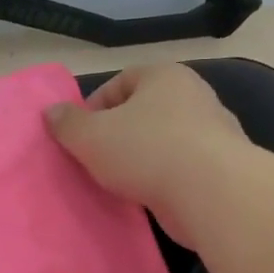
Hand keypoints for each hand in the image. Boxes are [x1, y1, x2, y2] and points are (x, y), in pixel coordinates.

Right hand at [44, 65, 247, 243]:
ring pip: (163, 141)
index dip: (95, 106)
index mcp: (164, 76)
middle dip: (118, 134)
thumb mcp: (90, 136)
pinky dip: (163, 179)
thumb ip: (67, 123)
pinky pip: (181, 168)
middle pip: (144, 111)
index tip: (81, 136)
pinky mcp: (222, 167)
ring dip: (141, 158)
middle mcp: (194, 96)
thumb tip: (51, 111)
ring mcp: (213, 132)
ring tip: (119, 182)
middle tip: (96, 159)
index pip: (121, 81)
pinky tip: (147, 196)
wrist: (212, 193)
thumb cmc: (146, 150)